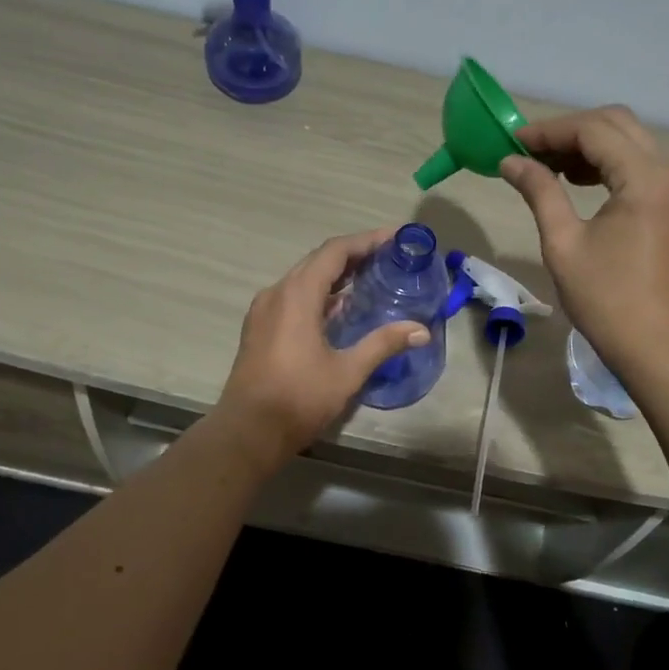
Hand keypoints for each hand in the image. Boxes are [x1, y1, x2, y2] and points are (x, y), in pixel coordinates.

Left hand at [216, 229, 430, 462]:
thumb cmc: (298, 399)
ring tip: (370, 278)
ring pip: (304, 279)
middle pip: (318, 261)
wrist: (247, 432)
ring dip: (336, 275)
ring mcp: (264, 310)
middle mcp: (277, 293)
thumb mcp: (347, 372)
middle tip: (388, 257)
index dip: (366, 241)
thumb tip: (421, 330)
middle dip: (354, 255)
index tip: (395, 237)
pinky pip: (293, 297)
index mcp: (297, 295)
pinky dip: (319, 293)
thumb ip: (383, 344)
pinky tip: (340, 308)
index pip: (335, 252)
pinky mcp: (260, 328)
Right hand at [499, 107, 668, 377]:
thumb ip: (540, 192)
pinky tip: (581, 183)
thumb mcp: (563, 244)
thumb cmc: (606, 300)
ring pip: (632, 141)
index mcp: (645, 178)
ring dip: (591, 145)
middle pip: (617, 123)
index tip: (513, 142)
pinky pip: (644, 164)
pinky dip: (611, 163)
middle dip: (570, 131)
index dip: (549, 131)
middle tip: (530, 153)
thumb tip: (511, 161)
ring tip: (550, 168)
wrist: (660, 347)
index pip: (593, 130)